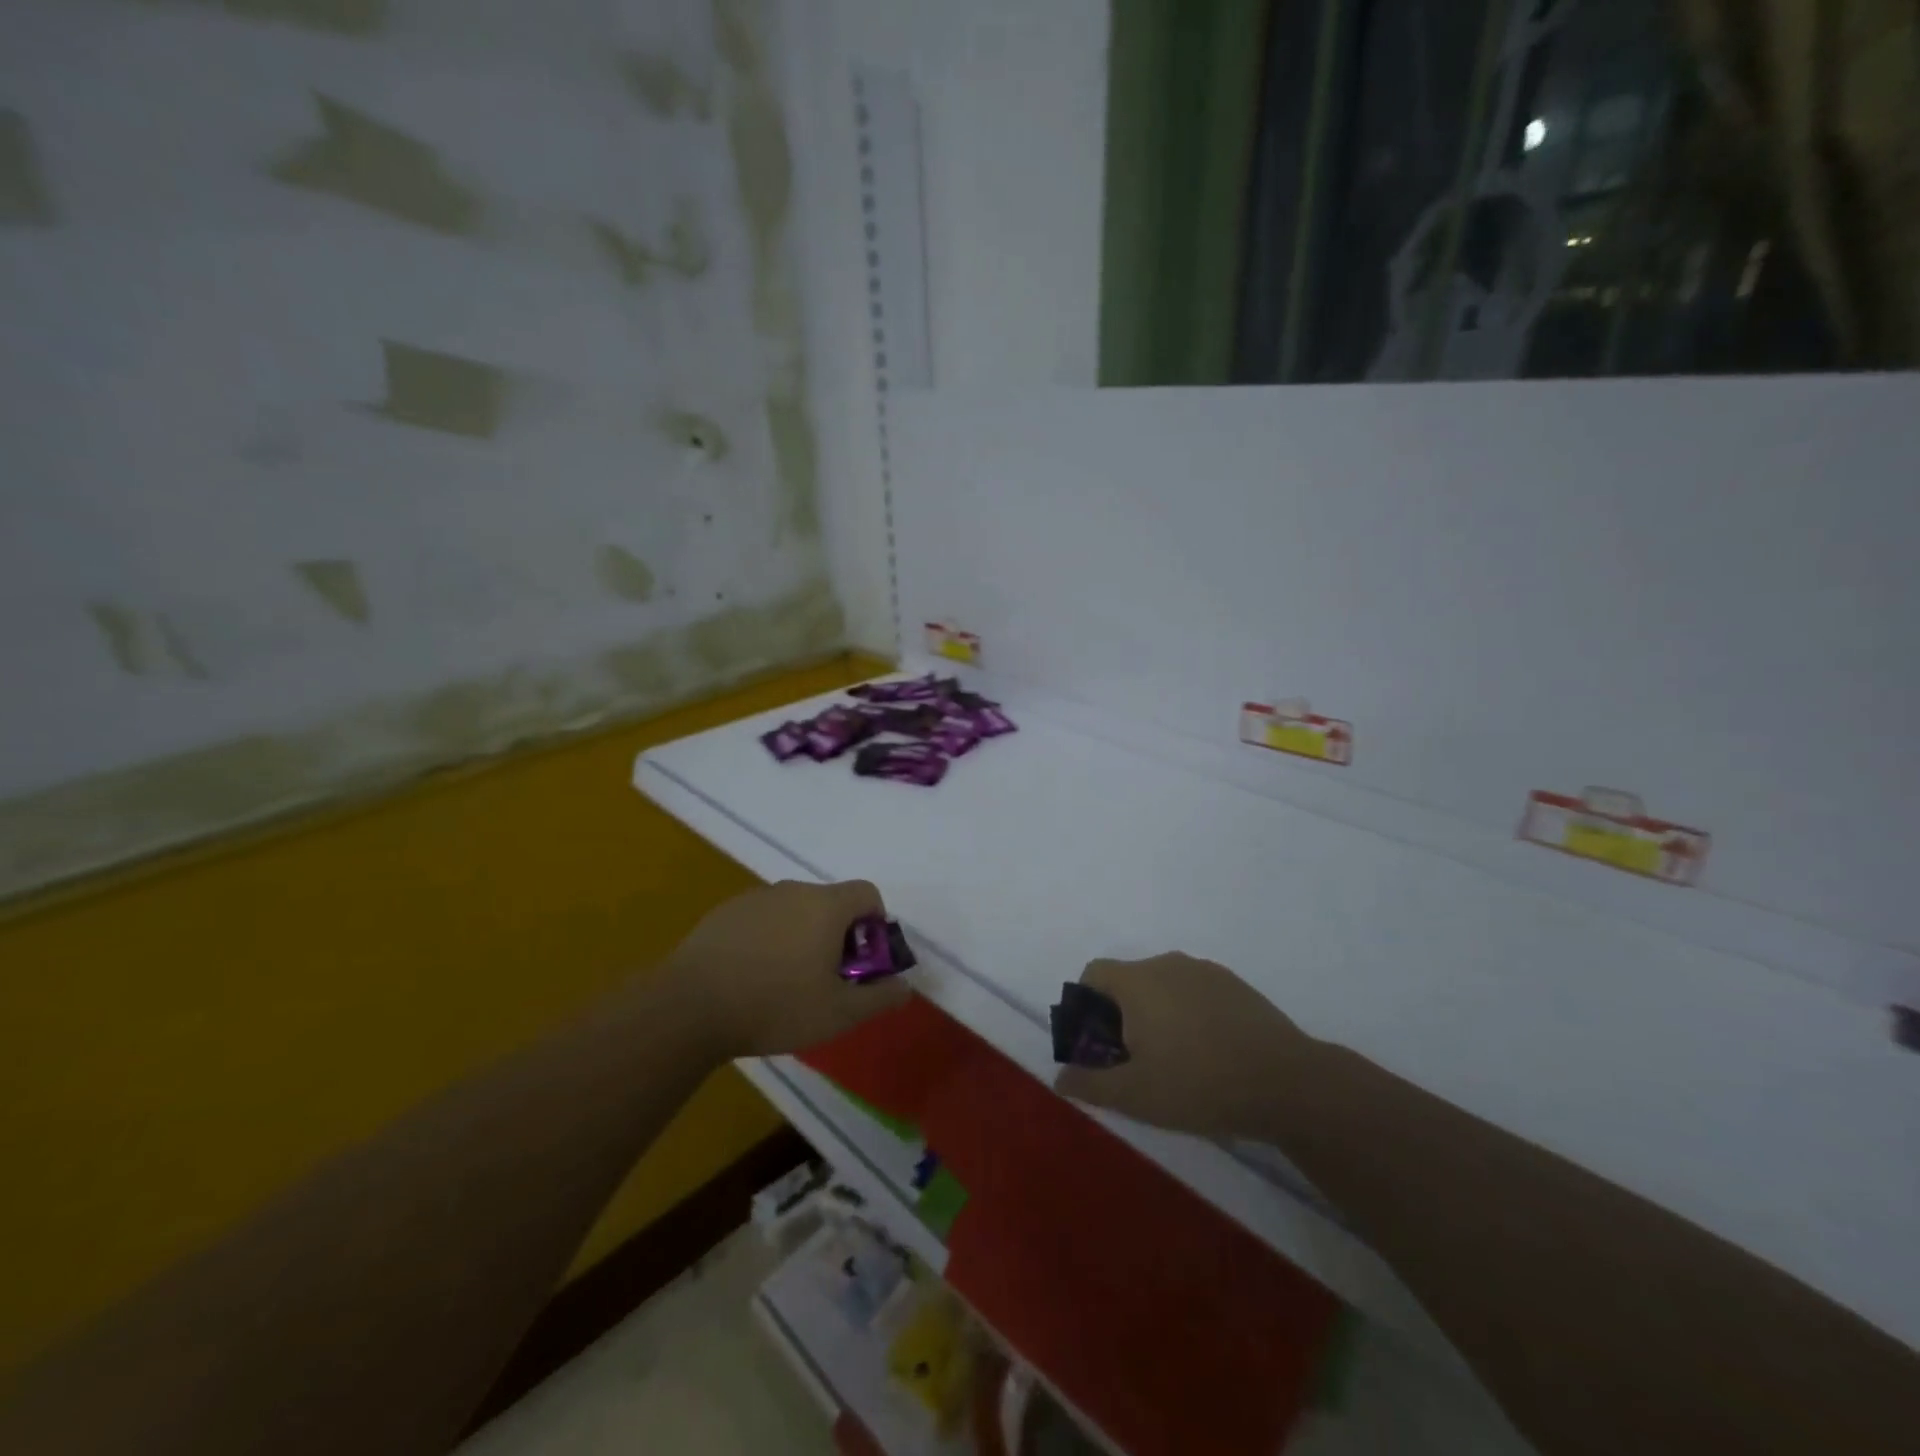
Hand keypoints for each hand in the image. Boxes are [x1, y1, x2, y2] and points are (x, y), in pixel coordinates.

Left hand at [665, 880, 912, 1059]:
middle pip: (831, 902)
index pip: (868, 893)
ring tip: (785, 982)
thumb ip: (880, 997)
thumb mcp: (838, 1013)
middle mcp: (794, 890)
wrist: (689, 1007)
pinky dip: (769, 938)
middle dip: (838, 935)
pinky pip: (763, 918)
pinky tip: (751, 976)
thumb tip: (904, 987)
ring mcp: (756, 897)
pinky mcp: (725, 912)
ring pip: (795, 910)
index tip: (861, 962)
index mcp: (826, 905)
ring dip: (802, 936)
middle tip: (826, 979)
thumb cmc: (775, 1005)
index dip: (875, 925)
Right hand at [1053, 954, 1314, 1140]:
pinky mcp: (1236, 985)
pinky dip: (1187, 1014)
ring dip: (1155, 1014)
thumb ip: (1090, 1084)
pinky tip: (1207, 1053)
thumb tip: (1058, 1079)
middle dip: (1120, 1015)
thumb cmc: (1199, 1084)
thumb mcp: (1136, 1095)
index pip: (1093, 973)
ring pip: (1163, 986)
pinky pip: (1194, 992)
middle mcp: (1167, 964)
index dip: (1084, 1006)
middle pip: (1128, 980)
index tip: (1096, 1045)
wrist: (1287, 1082)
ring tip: (1172, 1060)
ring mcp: (1206, 971)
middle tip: (1132, 1061)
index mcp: (1137, 981)